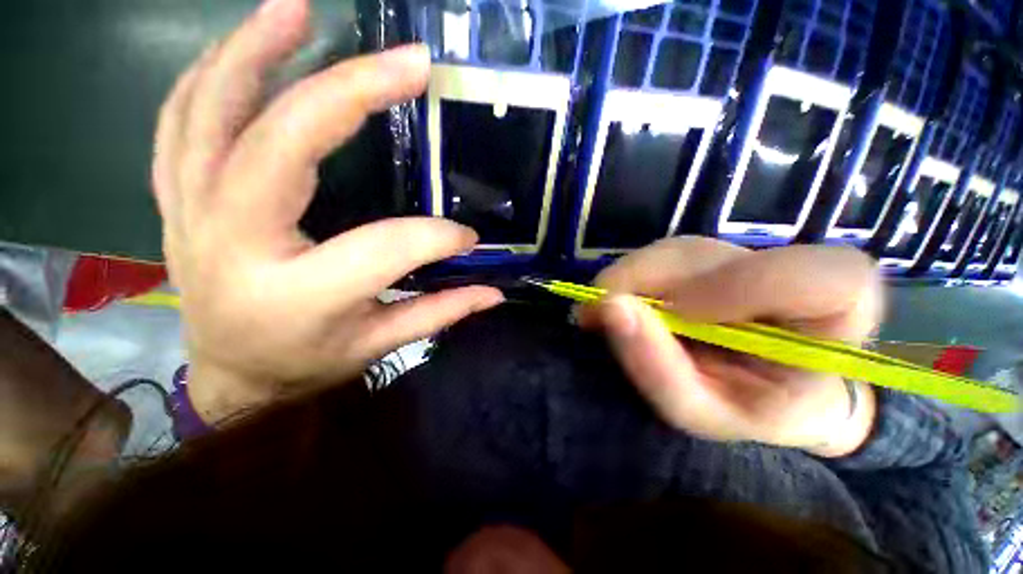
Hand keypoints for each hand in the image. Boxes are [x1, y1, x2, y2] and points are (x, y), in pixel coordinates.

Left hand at [153, 0, 502, 422]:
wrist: (234, 376)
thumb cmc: (308, 364)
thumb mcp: (379, 345)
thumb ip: (439, 313)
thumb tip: (494, 294)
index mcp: (298, 296)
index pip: (384, 249)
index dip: (435, 238)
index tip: (468, 237)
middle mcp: (235, 246)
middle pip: (280, 148)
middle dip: (348, 94)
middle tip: (405, 60)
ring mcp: (191, 215)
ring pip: (207, 114)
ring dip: (253, 53)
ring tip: (297, 9)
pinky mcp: (175, 201)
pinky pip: (178, 123)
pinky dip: (209, 76)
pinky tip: (246, 50)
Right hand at [578, 237, 883, 456]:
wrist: (757, 390)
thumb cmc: (743, 409)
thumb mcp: (703, 413)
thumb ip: (660, 370)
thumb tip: (610, 307)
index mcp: (835, 321)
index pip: (825, 277)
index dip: (743, 287)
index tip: (679, 315)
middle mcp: (790, 270)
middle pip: (709, 256)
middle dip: (640, 284)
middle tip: (598, 319)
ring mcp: (744, 255)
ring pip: (672, 252)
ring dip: (626, 283)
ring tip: (607, 317)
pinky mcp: (707, 254)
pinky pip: (656, 256)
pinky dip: (626, 279)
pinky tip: (621, 305)